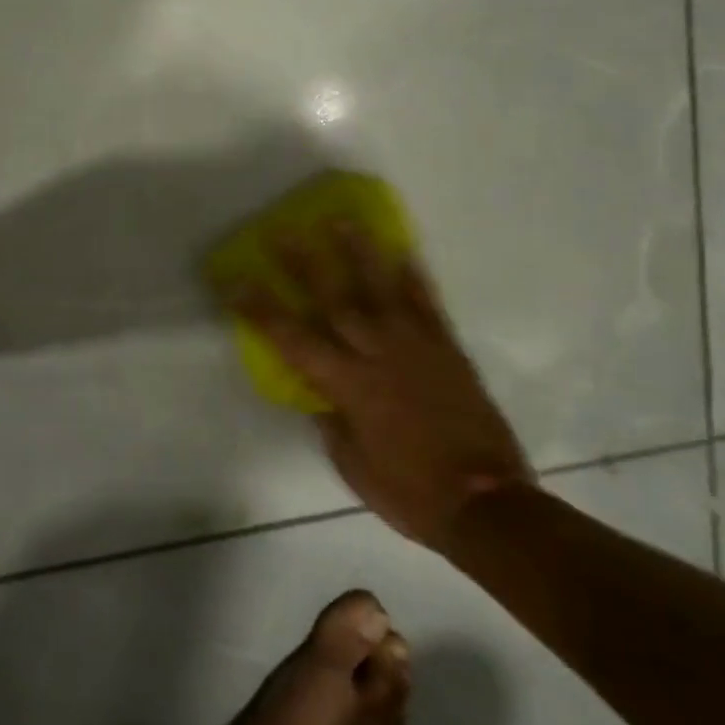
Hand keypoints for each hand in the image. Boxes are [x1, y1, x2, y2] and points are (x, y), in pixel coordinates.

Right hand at [235, 226, 531, 551]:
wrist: (488, 504)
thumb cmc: (410, 492)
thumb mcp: (353, 465)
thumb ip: (333, 422)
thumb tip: (323, 396)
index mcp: (347, 385)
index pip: (292, 338)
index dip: (260, 309)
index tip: (236, 282)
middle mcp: (377, 355)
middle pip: (333, 299)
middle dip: (304, 263)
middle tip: (284, 230)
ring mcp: (416, 347)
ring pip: (381, 290)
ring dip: (359, 253)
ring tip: (342, 220)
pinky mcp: (448, 351)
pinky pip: (428, 306)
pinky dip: (416, 279)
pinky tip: (405, 254)